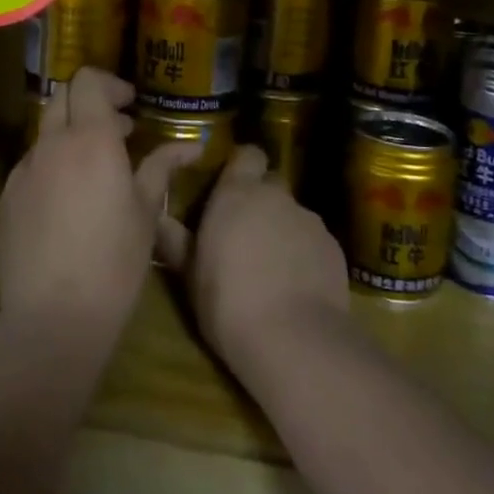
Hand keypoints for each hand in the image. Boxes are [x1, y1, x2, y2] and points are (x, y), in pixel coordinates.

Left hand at [0, 68, 198, 337]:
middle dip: (89, 105)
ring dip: (69, 137)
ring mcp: (21, 172)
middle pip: (62, 98)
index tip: (131, 107)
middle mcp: (50, 145)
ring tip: (94, 171)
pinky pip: (29, 168)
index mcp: (90, 138)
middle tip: (118, 133)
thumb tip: (190, 146)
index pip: (87, 81)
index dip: (110, 84)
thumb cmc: (115, 260)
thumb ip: (162, 168)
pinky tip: (67, 205)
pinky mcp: (4, 201)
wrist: (54, 318)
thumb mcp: (148, 212)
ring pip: (44, 135)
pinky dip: (50, 168)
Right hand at [157, 145, 348, 374]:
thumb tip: (159, 220)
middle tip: (247, 232)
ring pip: (294, 214)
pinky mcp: (334, 246)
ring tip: (273, 267)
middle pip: (271, 183)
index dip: (242, 167)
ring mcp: (309, 219)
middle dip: (261, 200)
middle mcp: (276, 197)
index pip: (247, 155)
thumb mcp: (191, 276)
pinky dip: (305, 254)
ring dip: (283, 229)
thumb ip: (177, 242)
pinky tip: (297, 285)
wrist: (293, 338)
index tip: (231, 187)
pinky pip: (314, 241)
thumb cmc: (228, 303)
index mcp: (237, 194)